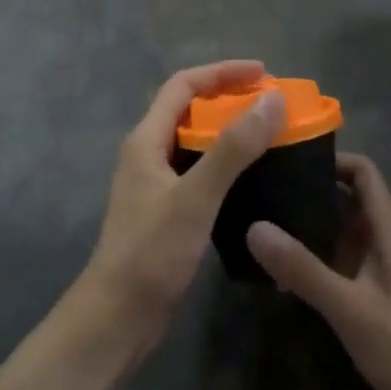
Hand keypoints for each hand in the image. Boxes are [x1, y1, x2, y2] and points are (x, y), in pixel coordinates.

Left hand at [73, 61, 286, 369]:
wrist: (118, 316)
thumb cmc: (152, 251)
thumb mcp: (196, 196)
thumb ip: (233, 148)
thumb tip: (272, 100)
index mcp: (146, 139)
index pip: (183, 85)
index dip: (222, 73)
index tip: (263, 73)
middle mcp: (148, 153)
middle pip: (188, 109)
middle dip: (229, 99)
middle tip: (272, 104)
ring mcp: (156, 183)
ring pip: (195, 142)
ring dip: (229, 132)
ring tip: (269, 134)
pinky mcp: (166, 210)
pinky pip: (199, 170)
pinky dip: (225, 163)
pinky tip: (252, 177)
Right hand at [246, 154, 390, 389]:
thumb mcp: (352, 309)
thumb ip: (304, 269)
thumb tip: (253, 226)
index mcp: (387, 230)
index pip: (363, 172)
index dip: (330, 158)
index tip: (287, 157)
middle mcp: (380, 240)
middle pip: (344, 196)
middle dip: (306, 187)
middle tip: (259, 184)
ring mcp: (373, 268)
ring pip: (336, 229)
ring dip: (304, 222)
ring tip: (257, 217)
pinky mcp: (365, 293)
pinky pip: (333, 259)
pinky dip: (308, 255)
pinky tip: (275, 266)